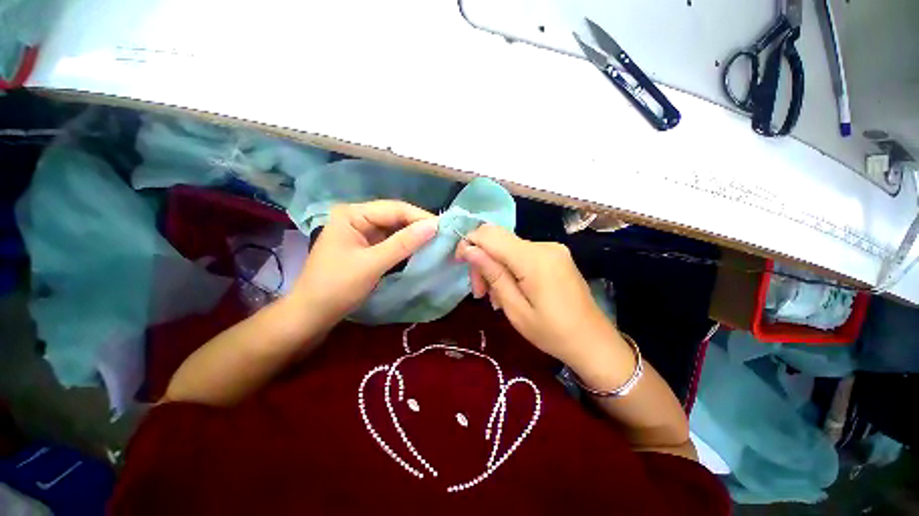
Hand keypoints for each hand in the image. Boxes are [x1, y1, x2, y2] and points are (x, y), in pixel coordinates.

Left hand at [287, 200, 437, 326]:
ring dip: (414, 236)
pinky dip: (405, 246)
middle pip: (395, 217)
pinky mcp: (366, 247)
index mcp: (352, 214)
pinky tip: (420, 249)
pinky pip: (390, 241)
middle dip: (418, 226)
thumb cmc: (337, 286)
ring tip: (437, 241)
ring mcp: (362, 232)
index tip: (444, 227)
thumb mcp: (372, 264)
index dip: (420, 217)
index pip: (394, 209)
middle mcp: (357, 218)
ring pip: (395, 229)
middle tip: (443, 235)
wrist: (312, 314)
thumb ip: (403, 243)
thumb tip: (434, 226)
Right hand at [456, 224, 618, 368]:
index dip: (469, 242)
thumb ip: (493, 274)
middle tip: (480, 293)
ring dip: (496, 268)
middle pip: (498, 240)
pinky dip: (510, 269)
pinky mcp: (555, 255)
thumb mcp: (515, 308)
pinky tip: (510, 290)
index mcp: (534, 259)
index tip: (459, 263)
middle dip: (482, 261)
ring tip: (495, 298)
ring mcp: (552, 249)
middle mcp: (544, 246)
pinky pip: (522, 254)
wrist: (593, 342)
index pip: (490, 235)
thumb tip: (470, 249)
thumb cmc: (552, 333)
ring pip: (509, 248)